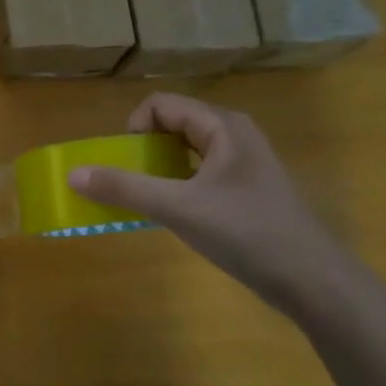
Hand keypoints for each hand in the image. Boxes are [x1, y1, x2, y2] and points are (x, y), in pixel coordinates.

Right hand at [67, 94, 353, 312]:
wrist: (312, 280)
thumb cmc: (247, 232)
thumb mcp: (178, 207)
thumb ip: (124, 189)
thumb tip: (72, 174)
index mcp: (223, 126)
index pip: (162, 105)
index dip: (135, 128)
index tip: (125, 163)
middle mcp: (234, 136)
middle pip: (172, 126)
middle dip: (142, 151)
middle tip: (128, 183)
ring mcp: (242, 166)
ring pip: (185, 154)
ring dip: (156, 172)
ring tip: (144, 201)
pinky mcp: (245, 193)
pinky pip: (198, 177)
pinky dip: (175, 188)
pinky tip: (171, 217)